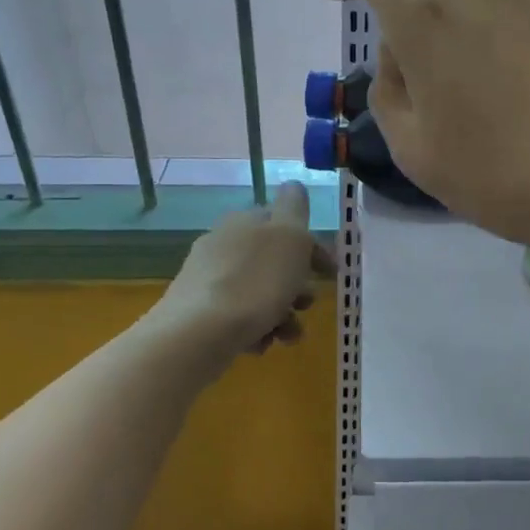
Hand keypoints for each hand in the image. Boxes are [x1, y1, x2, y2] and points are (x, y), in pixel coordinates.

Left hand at [153, 182, 332, 366]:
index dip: (313, 248)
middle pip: (272, 262)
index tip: (331, 274)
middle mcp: (223, 244)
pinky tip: (259, 343)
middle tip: (306, 305)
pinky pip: (239, 317)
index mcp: (245, 221)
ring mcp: (207, 278)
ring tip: (287, 335)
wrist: (201, 331)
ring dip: (281, 313)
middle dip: (297, 286)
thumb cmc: (257, 281)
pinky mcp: (198, 311)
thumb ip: (295, 207)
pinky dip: (256, 329)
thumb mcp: (289, 235)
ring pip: (258, 292)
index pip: (284, 224)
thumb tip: (294, 186)